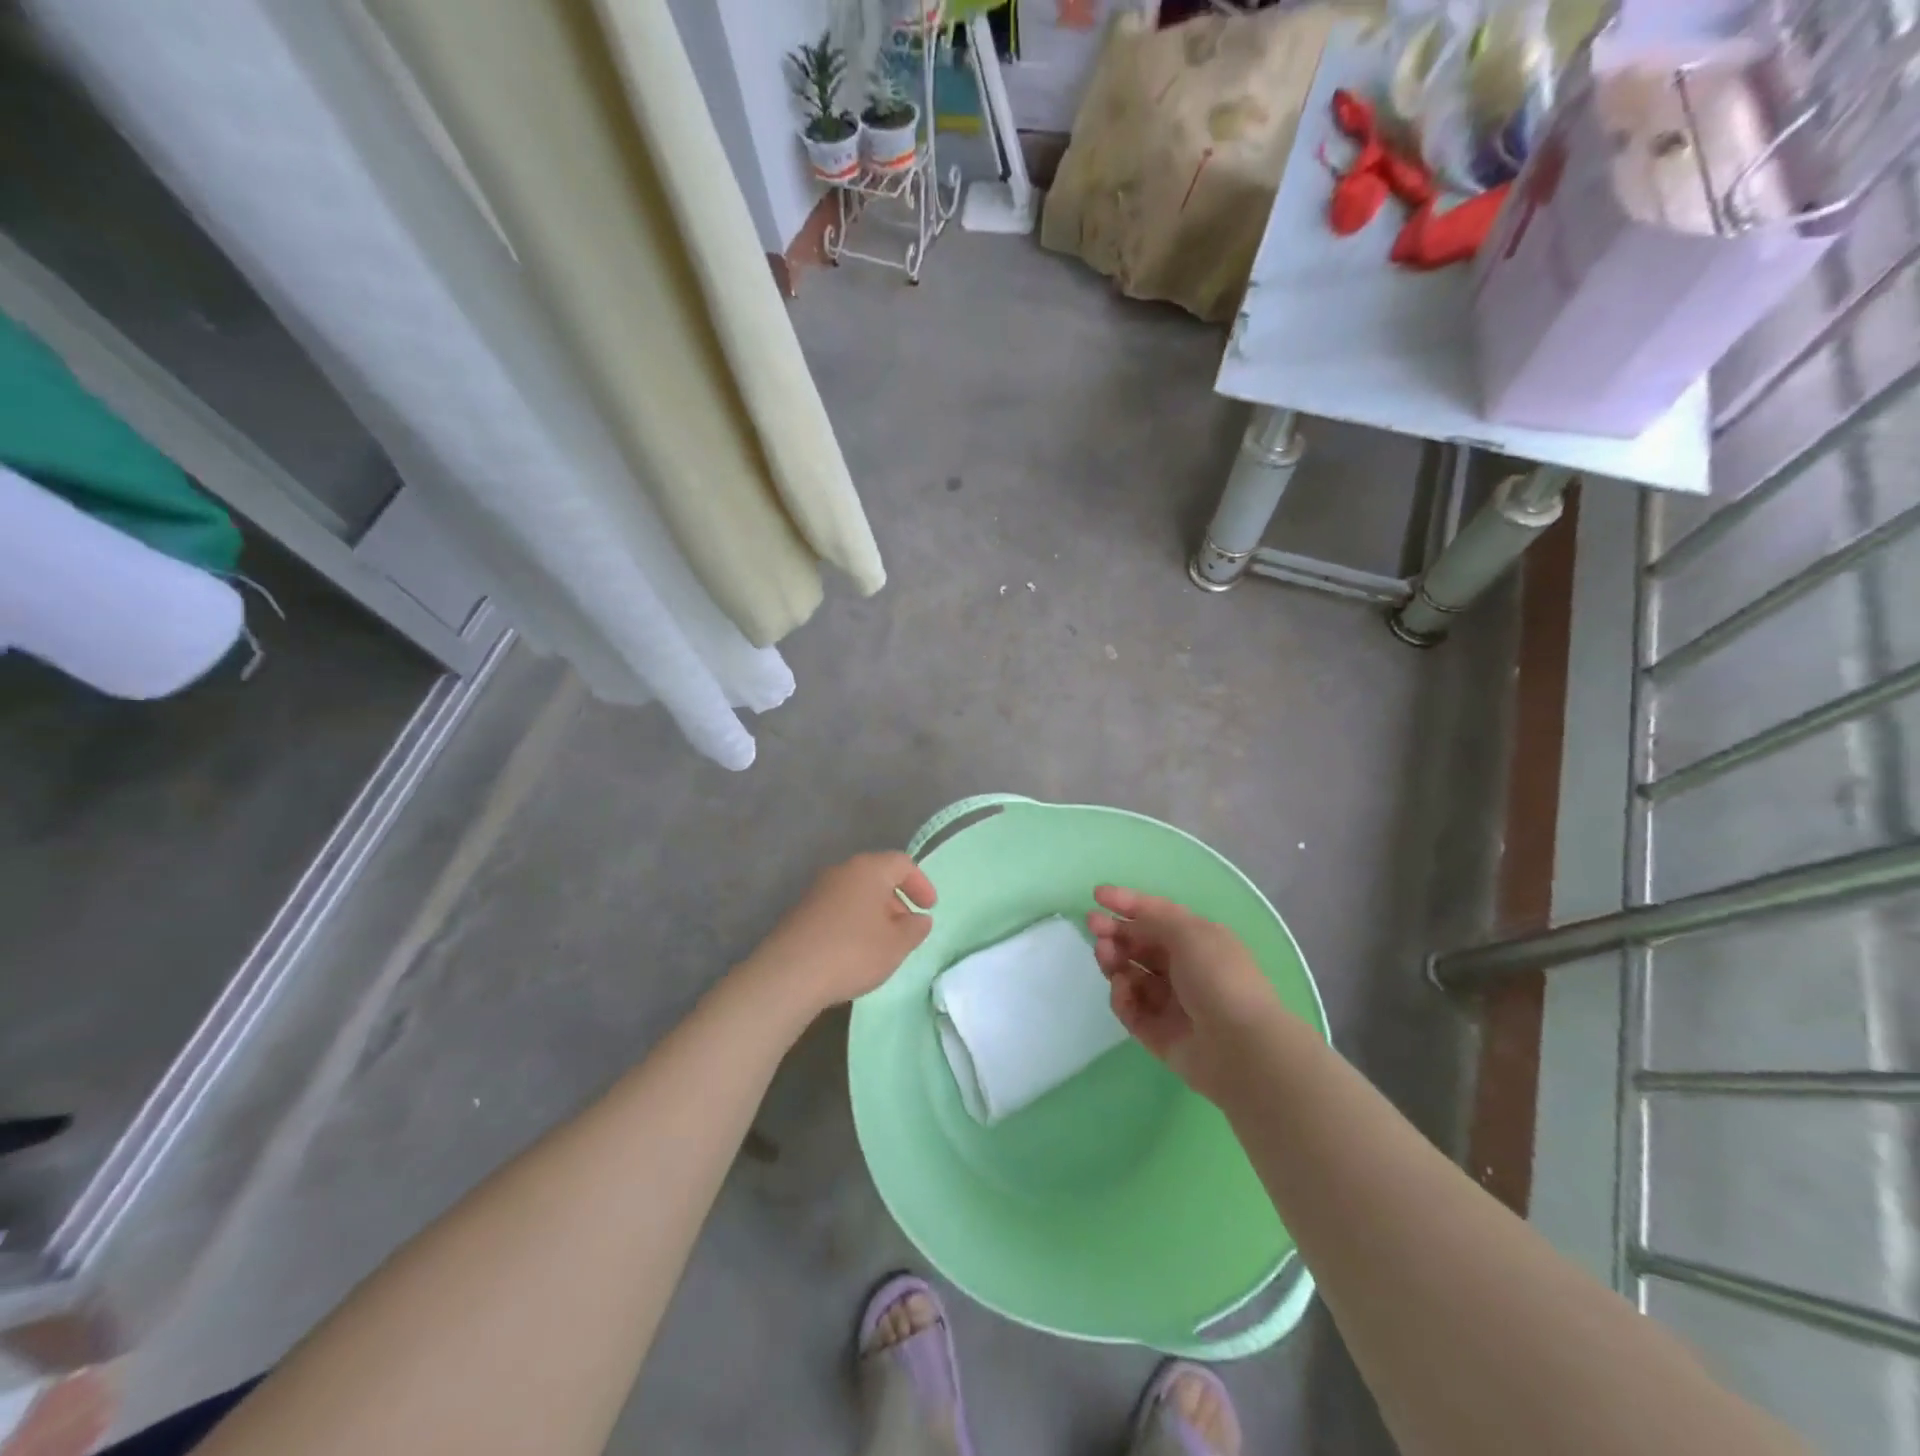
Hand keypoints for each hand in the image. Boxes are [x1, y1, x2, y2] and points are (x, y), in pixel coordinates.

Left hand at [745, 852, 935, 1013]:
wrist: (788, 974)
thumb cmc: (852, 952)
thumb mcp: (896, 945)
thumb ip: (915, 929)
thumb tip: (919, 919)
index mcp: (868, 869)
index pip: (902, 863)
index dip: (920, 883)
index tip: (929, 908)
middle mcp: (841, 871)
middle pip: (877, 876)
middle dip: (897, 900)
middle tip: (907, 928)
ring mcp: (817, 890)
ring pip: (855, 893)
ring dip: (874, 913)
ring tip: (882, 943)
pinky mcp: (800, 911)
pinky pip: (837, 908)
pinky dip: (852, 921)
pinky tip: (853, 950)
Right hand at [1087, 887, 1284, 1104]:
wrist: (1240, 1047)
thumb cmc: (1219, 978)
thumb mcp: (1190, 933)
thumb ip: (1155, 918)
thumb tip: (1132, 919)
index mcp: (1199, 940)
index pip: (1158, 915)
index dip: (1128, 902)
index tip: (1097, 895)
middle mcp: (1185, 969)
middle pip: (1141, 944)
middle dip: (1116, 932)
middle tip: (1093, 926)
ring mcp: (1170, 1002)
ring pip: (1131, 975)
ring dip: (1114, 960)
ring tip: (1104, 954)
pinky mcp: (1157, 1033)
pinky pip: (1131, 1008)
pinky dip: (1122, 995)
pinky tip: (1121, 987)